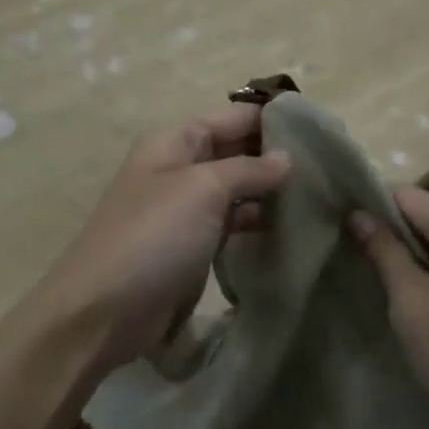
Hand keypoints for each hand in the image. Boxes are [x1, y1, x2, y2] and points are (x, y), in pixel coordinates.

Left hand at [32, 104, 291, 375]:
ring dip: (268, 192)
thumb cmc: (153, 236)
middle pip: (233, 151)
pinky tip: (288, 227)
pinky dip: (255, 222)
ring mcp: (183, 209)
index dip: (268, 119)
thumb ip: (248, 169)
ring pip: (235, 189)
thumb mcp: (203, 189)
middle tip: (326, 166)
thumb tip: (286, 159)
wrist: (102, 311)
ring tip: (318, 195)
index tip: (316, 130)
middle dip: (273, 156)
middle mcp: (177, 168)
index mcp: (172, 142)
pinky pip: (229, 223)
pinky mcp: (190, 246)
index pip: (229, 117)